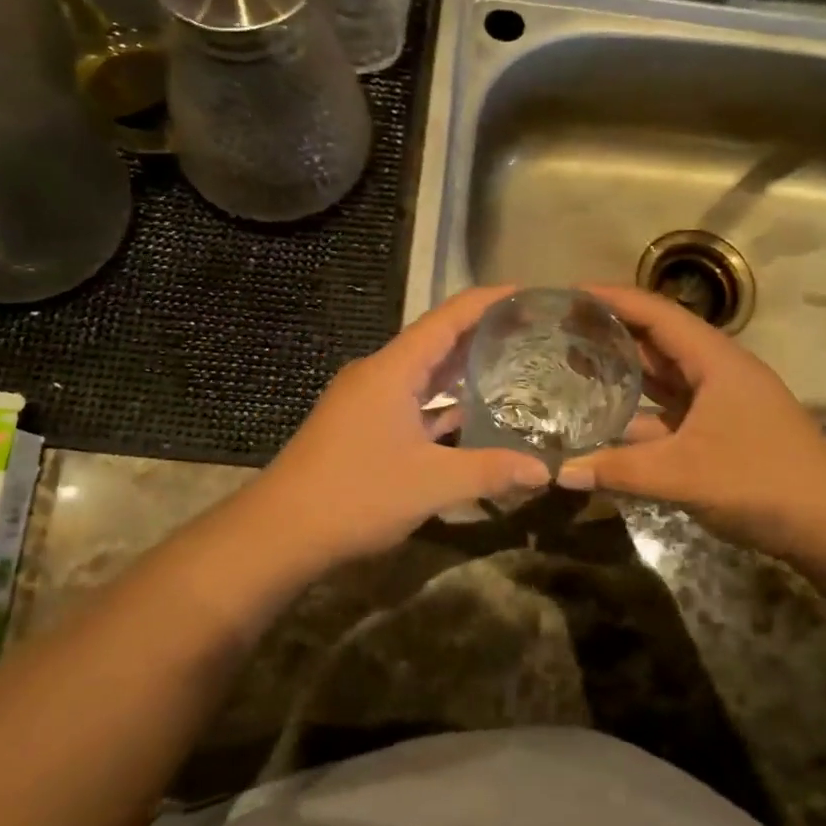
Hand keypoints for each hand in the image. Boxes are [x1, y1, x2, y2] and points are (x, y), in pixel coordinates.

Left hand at [253, 287, 550, 565]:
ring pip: (422, 374)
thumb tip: (545, 470)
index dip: (487, 301)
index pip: (446, 319)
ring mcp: (366, 401)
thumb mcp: (431, 484)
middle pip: (435, 341)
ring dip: (460, 369)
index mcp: (392, 370)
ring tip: (511, 365)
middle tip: (531, 333)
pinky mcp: (361, 426)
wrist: (280, 532)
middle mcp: (377, 375)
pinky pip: (410, 401)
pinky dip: (441, 402)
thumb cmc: (356, 495)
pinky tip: (470, 414)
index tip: (526, 293)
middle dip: (481, 334)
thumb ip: (490, 471)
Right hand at [557, 286, 825, 568]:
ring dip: (623, 370)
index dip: (611, 299)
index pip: (655, 313)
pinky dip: (638, 410)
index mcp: (714, 359)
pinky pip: (669, 410)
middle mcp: (716, 371)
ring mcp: (720, 403)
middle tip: (559, 331)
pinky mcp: (720, 432)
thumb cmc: (762, 481)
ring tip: (572, 365)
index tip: (567, 294)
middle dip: (610, 332)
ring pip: (663, 377)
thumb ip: (618, 469)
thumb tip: (558, 471)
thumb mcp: (684, 475)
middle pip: (656, 340)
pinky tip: (607, 420)